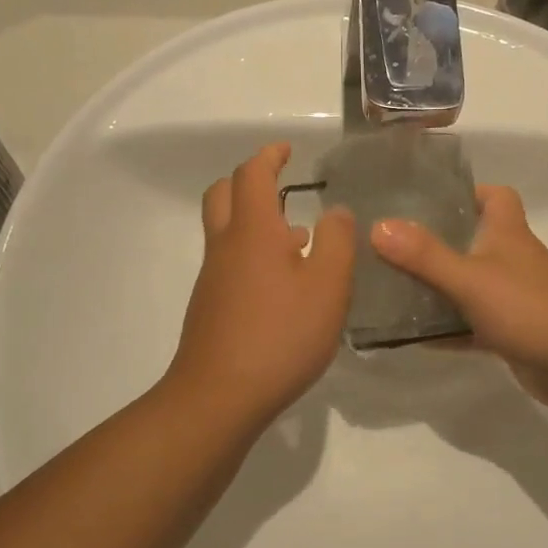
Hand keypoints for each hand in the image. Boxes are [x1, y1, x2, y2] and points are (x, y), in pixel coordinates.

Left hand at [167, 142, 355, 428]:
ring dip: (254, 223)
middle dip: (249, 181)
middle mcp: (225, 247)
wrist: (219, 396)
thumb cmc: (280, 335)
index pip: (253, 175)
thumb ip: (337, 242)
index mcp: (253, 231)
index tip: (286, 150)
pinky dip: (251, 256)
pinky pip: (229, 264)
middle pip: (223, 195)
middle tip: (280, 187)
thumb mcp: (328, 287)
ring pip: (226, 232)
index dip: (269, 156)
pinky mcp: (210, 308)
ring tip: (298, 240)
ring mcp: (212, 279)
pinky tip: (282, 287)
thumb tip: (336, 211)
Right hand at [372, 184, 547, 410]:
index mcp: (507, 234)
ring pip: (468, 285)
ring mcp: (512, 298)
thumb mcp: (469, 278)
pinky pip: (470, 325)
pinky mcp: (510, 333)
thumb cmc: (527, 308)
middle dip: (436, 241)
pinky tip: (412, 336)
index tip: (429, 198)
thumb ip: (424, 255)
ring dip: (437, 288)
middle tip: (392, 245)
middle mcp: (511, 260)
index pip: (495, 197)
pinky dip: (446, 329)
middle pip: (473, 240)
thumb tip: (378, 226)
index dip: (468, 191)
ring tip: (390, 288)